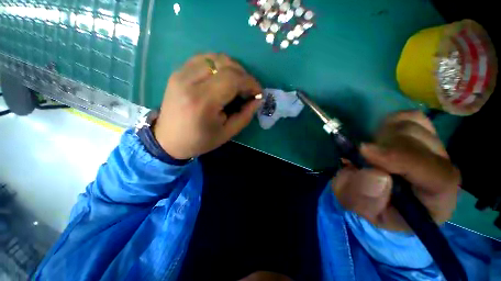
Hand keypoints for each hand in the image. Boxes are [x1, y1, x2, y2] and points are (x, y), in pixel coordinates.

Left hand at [153, 53, 261, 159]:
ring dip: (232, 68)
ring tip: (237, 84)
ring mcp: (181, 73)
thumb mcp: (227, 133)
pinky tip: (222, 78)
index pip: (232, 79)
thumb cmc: (200, 140)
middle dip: (243, 75)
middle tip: (248, 90)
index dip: (250, 82)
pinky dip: (218, 65)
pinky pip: (204, 59)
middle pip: (225, 64)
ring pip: (215, 58)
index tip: (258, 92)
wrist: (168, 140)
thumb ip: (245, 115)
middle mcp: (189, 82)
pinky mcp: (178, 72)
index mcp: (203, 101)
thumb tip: (258, 99)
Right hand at [332, 111, 460, 231]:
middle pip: (424, 145)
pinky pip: (408, 117)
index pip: (439, 178)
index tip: (365, 151)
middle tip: (359, 154)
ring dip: (383, 136)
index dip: (404, 160)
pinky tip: (378, 138)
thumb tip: (376, 174)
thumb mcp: (357, 206)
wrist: (370, 192)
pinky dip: (389, 123)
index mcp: (434, 202)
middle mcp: (441, 172)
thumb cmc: (367, 204)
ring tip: (368, 151)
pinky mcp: (420, 134)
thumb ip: (363, 197)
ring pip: (414, 127)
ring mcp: (433, 150)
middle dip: (385, 146)